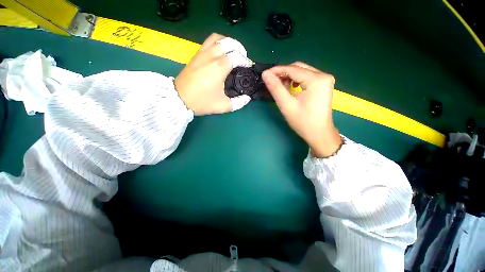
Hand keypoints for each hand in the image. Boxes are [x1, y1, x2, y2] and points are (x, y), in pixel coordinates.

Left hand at [175, 33, 250, 115]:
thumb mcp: (223, 106)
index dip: (245, 60)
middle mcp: (211, 56)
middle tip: (242, 57)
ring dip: (227, 42)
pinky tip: (219, 52)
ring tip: (232, 51)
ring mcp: (202, 54)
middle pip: (228, 42)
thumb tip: (247, 98)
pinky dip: (217, 43)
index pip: (237, 56)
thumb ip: (238, 102)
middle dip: (239, 47)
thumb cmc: (202, 102)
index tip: (248, 66)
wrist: (179, 99)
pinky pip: (208, 42)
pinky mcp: (195, 56)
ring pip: (217, 38)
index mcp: (219, 67)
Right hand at [262, 62, 342, 157]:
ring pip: (302, 72)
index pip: (293, 69)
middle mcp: (323, 75)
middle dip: (283, 74)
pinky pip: (307, 77)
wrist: (319, 134)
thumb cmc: (303, 122)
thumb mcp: (287, 105)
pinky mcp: (323, 85)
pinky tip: (291, 88)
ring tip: (280, 87)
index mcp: (317, 80)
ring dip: (289, 77)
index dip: (277, 71)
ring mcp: (325, 80)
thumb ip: (276, 88)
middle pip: (299, 68)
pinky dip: (296, 80)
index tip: (264, 75)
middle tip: (271, 82)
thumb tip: (265, 74)